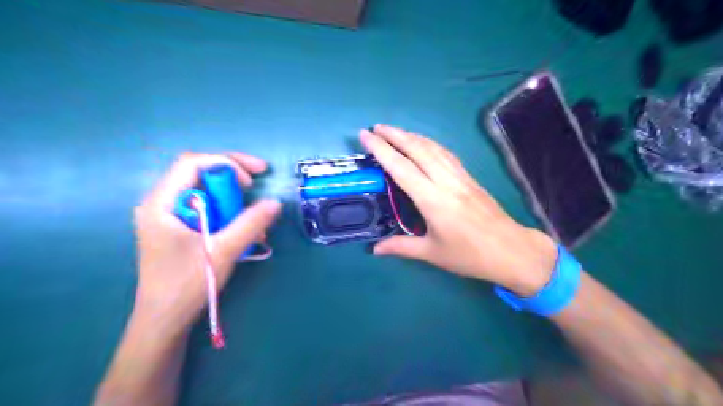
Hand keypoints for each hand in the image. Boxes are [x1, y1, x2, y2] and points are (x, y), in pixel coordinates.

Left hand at [134, 152, 280, 332]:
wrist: (164, 321)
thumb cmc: (186, 285)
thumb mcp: (223, 251)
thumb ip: (251, 224)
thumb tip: (275, 203)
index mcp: (161, 203)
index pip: (193, 163)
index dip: (226, 163)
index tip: (253, 178)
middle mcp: (162, 203)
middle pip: (199, 173)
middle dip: (232, 176)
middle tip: (257, 184)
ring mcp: (170, 216)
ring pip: (206, 191)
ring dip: (233, 198)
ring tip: (254, 216)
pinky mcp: (180, 228)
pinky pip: (208, 208)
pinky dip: (228, 212)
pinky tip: (243, 230)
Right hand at [359, 124, 554, 294]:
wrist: (511, 250)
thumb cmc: (469, 255)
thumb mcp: (431, 253)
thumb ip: (401, 247)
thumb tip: (375, 249)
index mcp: (432, 200)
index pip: (401, 168)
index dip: (382, 150)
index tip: (366, 136)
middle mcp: (445, 182)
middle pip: (417, 149)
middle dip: (395, 134)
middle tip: (375, 128)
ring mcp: (460, 177)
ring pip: (433, 148)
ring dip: (412, 136)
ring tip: (394, 131)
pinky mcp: (469, 177)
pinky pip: (446, 154)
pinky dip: (430, 144)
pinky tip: (423, 144)